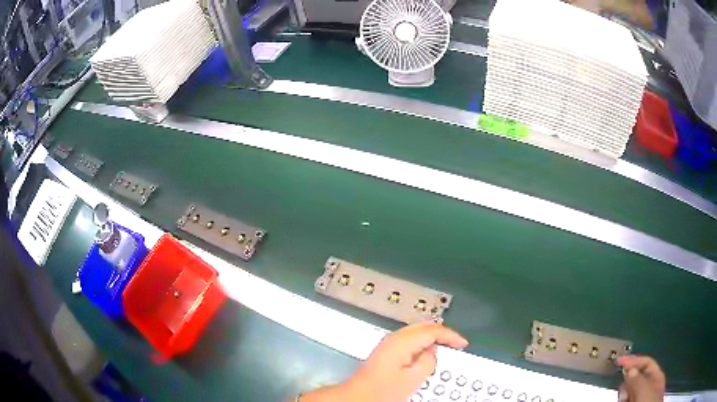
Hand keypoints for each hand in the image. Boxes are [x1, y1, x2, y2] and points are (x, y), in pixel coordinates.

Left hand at [300, 321, 467, 401]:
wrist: (360, 396)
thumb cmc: (385, 390)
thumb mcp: (413, 378)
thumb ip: (428, 360)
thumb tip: (433, 350)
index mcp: (402, 341)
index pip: (432, 330)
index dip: (451, 335)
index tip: (463, 344)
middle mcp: (395, 337)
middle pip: (424, 326)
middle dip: (442, 333)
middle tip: (456, 343)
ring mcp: (389, 343)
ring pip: (417, 332)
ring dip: (432, 337)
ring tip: (446, 347)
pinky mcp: (386, 350)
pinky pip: (410, 340)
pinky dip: (422, 343)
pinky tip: (427, 353)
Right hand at [617, 355, 665, 401]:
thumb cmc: (649, 401)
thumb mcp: (645, 388)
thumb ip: (638, 378)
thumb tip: (629, 369)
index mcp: (656, 375)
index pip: (646, 361)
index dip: (634, 359)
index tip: (619, 360)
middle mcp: (651, 384)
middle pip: (637, 377)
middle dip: (628, 380)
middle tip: (622, 388)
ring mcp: (643, 396)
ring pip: (631, 390)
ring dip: (625, 392)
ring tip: (623, 398)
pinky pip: (628, 398)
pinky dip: (624, 398)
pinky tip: (624, 400)